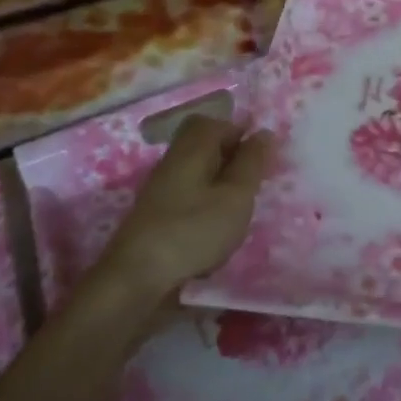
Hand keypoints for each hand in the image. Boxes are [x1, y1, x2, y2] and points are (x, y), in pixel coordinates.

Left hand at [99, 115, 274, 301]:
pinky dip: (206, 204)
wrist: (137, 278)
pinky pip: (188, 195)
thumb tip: (263, 132)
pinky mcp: (156, 216)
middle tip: (252, 181)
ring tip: (239, 207)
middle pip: (203, 145)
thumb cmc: (194, 230)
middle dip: (231, 158)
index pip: (215, 122)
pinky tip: (216, 228)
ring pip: (197, 171)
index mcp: (192, 149)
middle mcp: (172, 162)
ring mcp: (160, 190)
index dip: (240, 132)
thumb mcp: (236, 196)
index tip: (261, 156)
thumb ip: (252, 163)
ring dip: (220, 183)